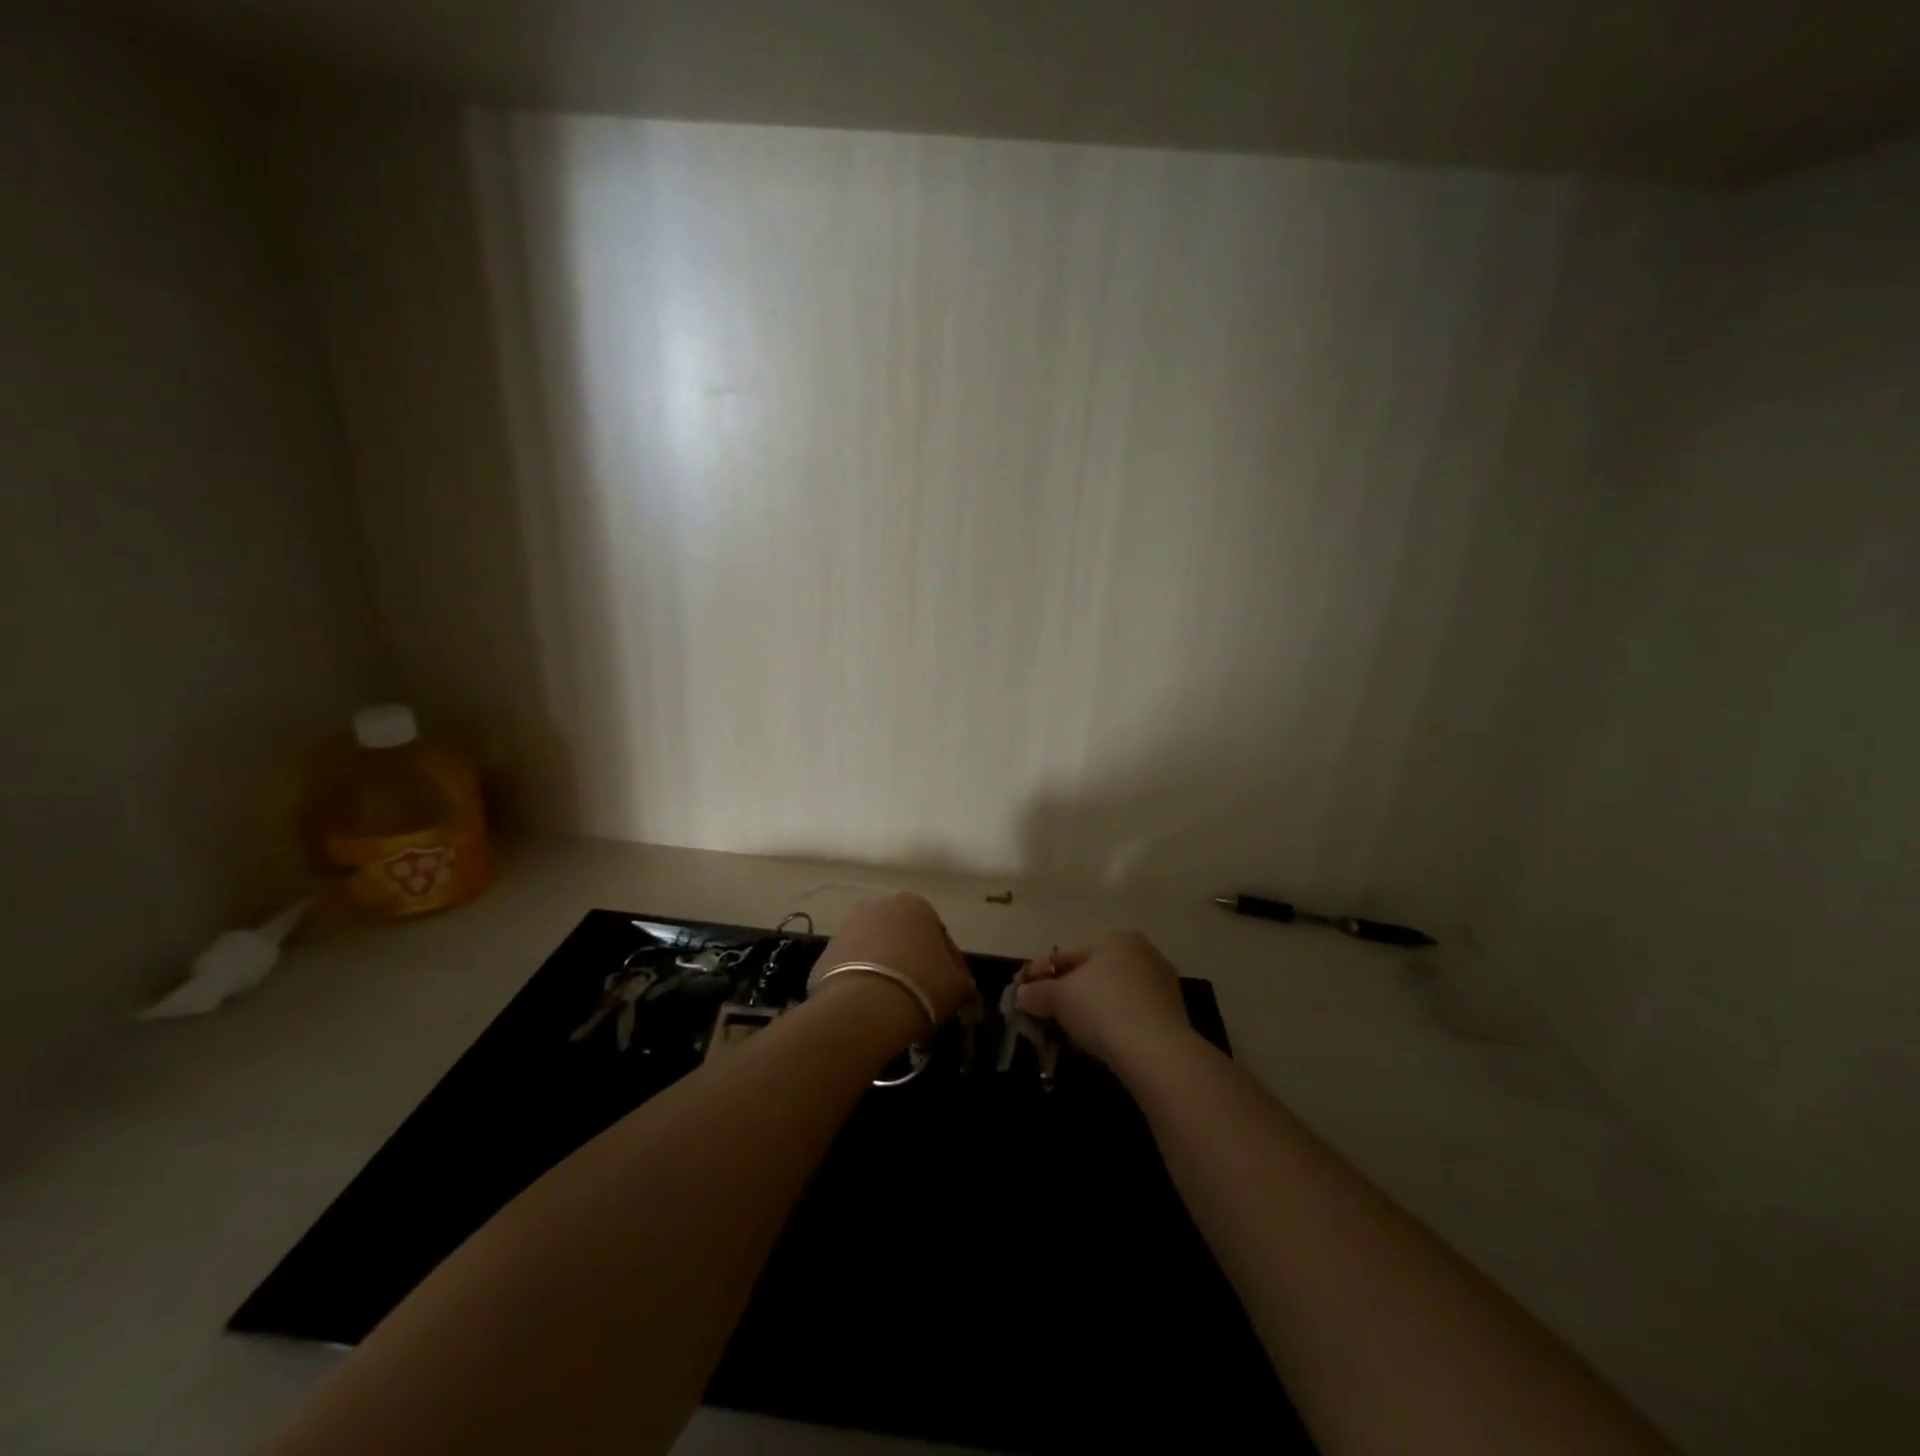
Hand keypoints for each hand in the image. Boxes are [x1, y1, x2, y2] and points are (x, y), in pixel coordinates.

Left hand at [812, 893, 975, 1029]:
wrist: (863, 1007)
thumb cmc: (921, 986)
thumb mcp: (958, 986)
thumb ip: (962, 980)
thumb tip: (959, 985)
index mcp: (915, 904)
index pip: (939, 935)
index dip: (949, 965)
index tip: (950, 990)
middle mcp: (879, 906)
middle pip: (904, 938)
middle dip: (913, 963)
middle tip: (922, 997)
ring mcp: (847, 927)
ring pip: (876, 952)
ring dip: (887, 972)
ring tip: (895, 1006)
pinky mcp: (825, 953)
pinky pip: (852, 969)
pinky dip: (862, 984)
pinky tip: (871, 1009)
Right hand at [1015, 932, 1193, 1072]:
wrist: (1156, 1051)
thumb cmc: (1102, 1009)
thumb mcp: (1059, 998)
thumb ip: (1038, 992)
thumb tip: (1022, 994)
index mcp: (1116, 939)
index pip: (1067, 954)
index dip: (1040, 972)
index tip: (1022, 989)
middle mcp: (1142, 953)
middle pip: (1092, 972)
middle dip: (1066, 990)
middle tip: (1043, 1009)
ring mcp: (1161, 983)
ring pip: (1112, 993)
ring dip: (1089, 1007)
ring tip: (1067, 1028)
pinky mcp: (1172, 1014)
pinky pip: (1130, 1012)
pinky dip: (1111, 1021)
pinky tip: (1097, 1039)